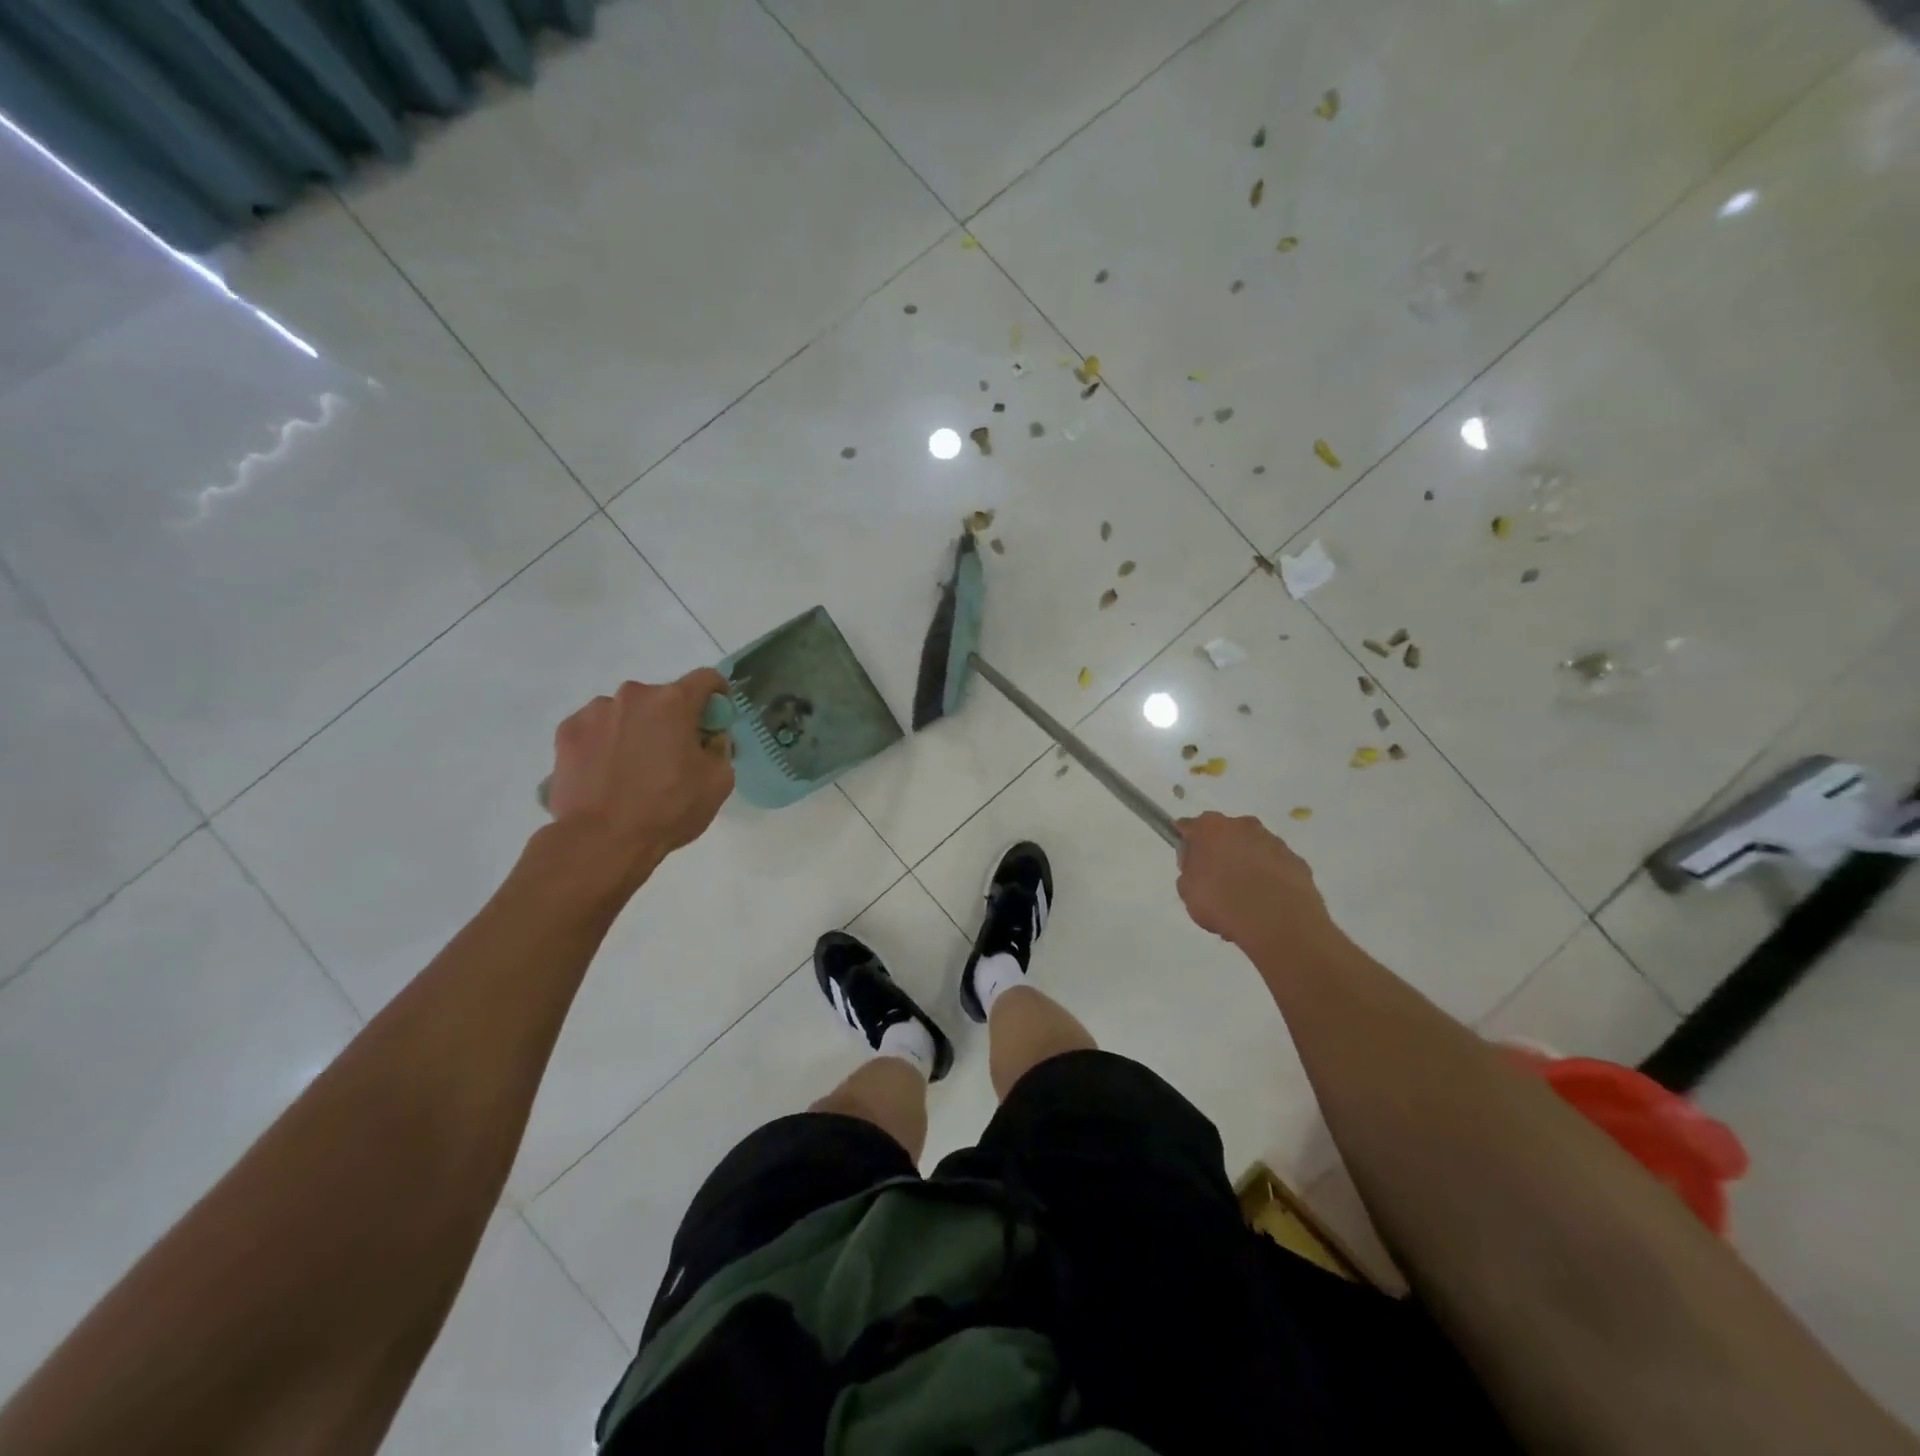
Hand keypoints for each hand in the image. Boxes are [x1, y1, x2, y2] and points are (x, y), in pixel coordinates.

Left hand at [545, 669, 734, 889]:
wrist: (601, 840)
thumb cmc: (669, 809)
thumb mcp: (719, 782)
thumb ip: (720, 748)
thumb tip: (709, 738)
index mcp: (674, 702)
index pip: (706, 679)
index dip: (717, 693)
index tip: (716, 715)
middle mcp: (633, 695)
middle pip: (663, 697)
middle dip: (672, 719)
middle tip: (672, 753)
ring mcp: (595, 711)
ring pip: (626, 712)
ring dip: (636, 729)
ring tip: (633, 768)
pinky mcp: (567, 732)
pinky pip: (596, 728)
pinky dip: (606, 742)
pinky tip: (606, 772)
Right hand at [1175, 812, 1338, 950]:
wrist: (1277, 921)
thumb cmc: (1221, 902)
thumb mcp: (1187, 890)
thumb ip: (1189, 870)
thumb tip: (1198, 864)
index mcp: (1210, 827)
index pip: (1190, 827)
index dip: (1187, 843)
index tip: (1187, 861)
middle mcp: (1243, 825)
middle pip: (1225, 834)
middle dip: (1220, 851)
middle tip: (1216, 880)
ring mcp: (1274, 842)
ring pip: (1253, 849)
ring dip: (1247, 864)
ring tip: (1244, 898)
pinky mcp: (1297, 861)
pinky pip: (1276, 867)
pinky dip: (1270, 878)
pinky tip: (1266, 903)